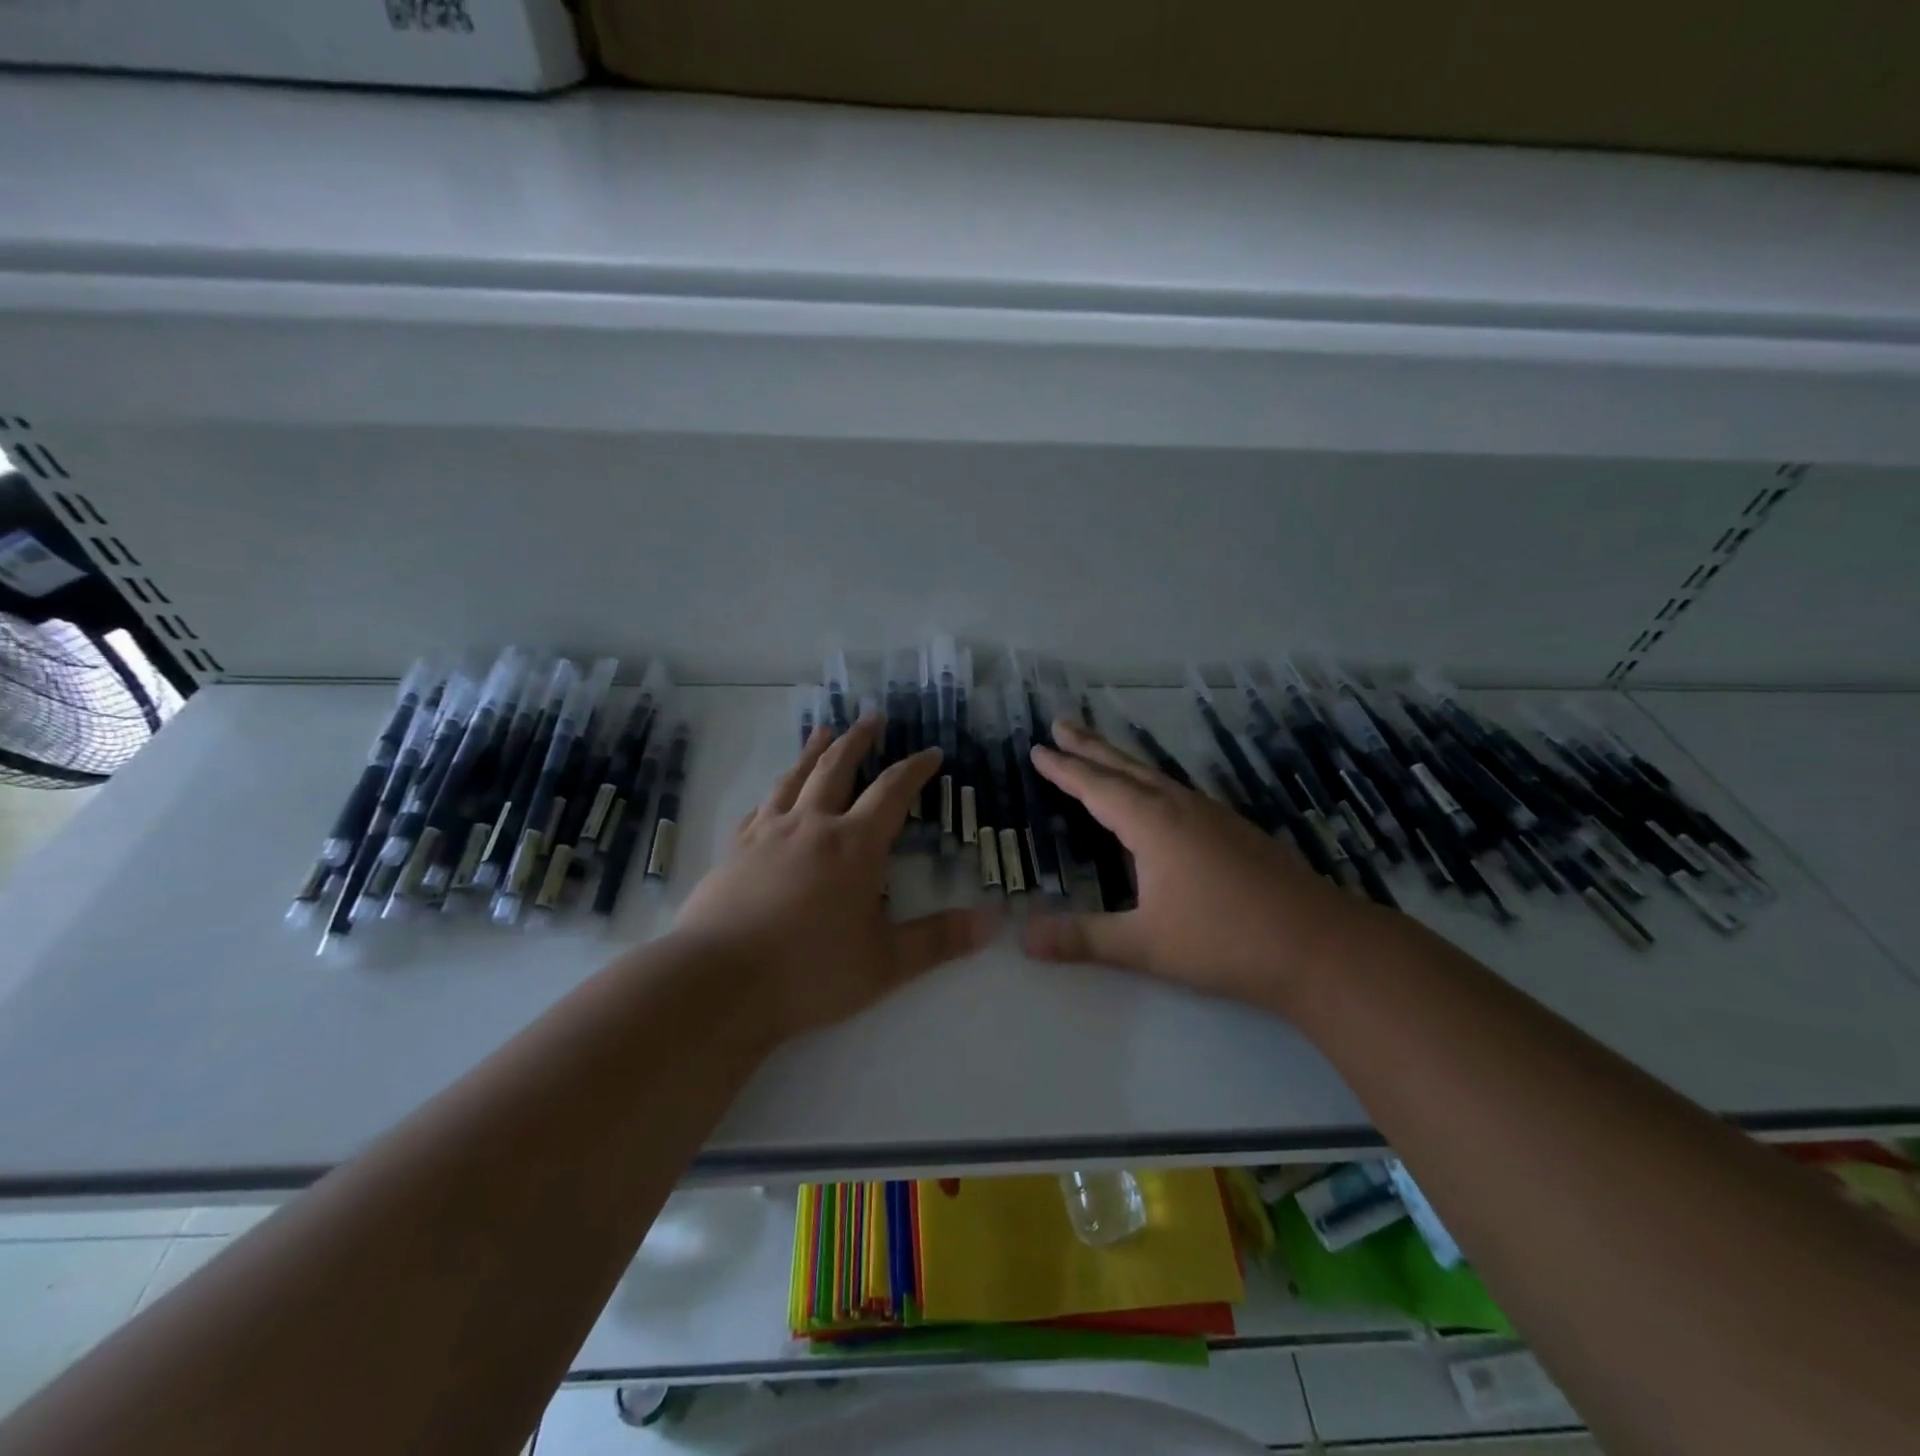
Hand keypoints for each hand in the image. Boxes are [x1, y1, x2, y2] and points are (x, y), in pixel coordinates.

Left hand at [672, 715, 995, 1042]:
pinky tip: (772, 796)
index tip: (931, 752)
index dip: (915, 769)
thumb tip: (991, 923)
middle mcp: (811, 826)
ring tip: (823, 730)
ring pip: (794, 778)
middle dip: (859, 740)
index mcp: (853, 845)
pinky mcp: (734, 850)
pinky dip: (774, 793)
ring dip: (813, 752)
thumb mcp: (885, 963)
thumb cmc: (809, 972)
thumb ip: (938, 940)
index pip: (892, 792)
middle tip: (873, 717)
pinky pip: (759, 808)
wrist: (718, 982)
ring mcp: (767, 834)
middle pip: (837, 767)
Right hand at [1023, 719, 1371, 1011]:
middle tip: (1061, 724)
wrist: (1320, 945)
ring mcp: (1213, 816)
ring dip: (1121, 762)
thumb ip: (1083, 939)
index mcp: (1154, 824)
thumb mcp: (1145, 945)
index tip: (1038, 749)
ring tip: (1099, 754)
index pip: (1097, 787)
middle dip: (1089, 747)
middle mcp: (1181, 808)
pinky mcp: (1236, 830)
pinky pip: (1178, 793)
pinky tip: (1158, 800)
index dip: (1064, 769)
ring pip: (1155, 777)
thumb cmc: (1225, 941)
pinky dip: (1151, 783)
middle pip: (1125, 768)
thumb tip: (1023, 939)